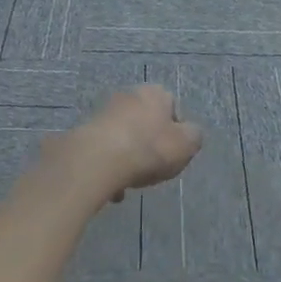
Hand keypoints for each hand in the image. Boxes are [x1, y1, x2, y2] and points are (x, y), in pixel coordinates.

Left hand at [49, 85, 202, 204]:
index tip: (175, 153)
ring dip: (129, 158)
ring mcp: (104, 112)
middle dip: (150, 145)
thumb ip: (194, 136)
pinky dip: (111, 167)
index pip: (172, 107)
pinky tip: (114, 188)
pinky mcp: (86, 131)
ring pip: (125, 137)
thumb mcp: (186, 144)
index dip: (177, 132)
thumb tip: (189, 134)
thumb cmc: (149, 148)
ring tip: (132, 182)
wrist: (99, 159)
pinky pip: (106, 151)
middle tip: (154, 168)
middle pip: (146, 122)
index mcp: (154, 93)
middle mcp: (128, 96)